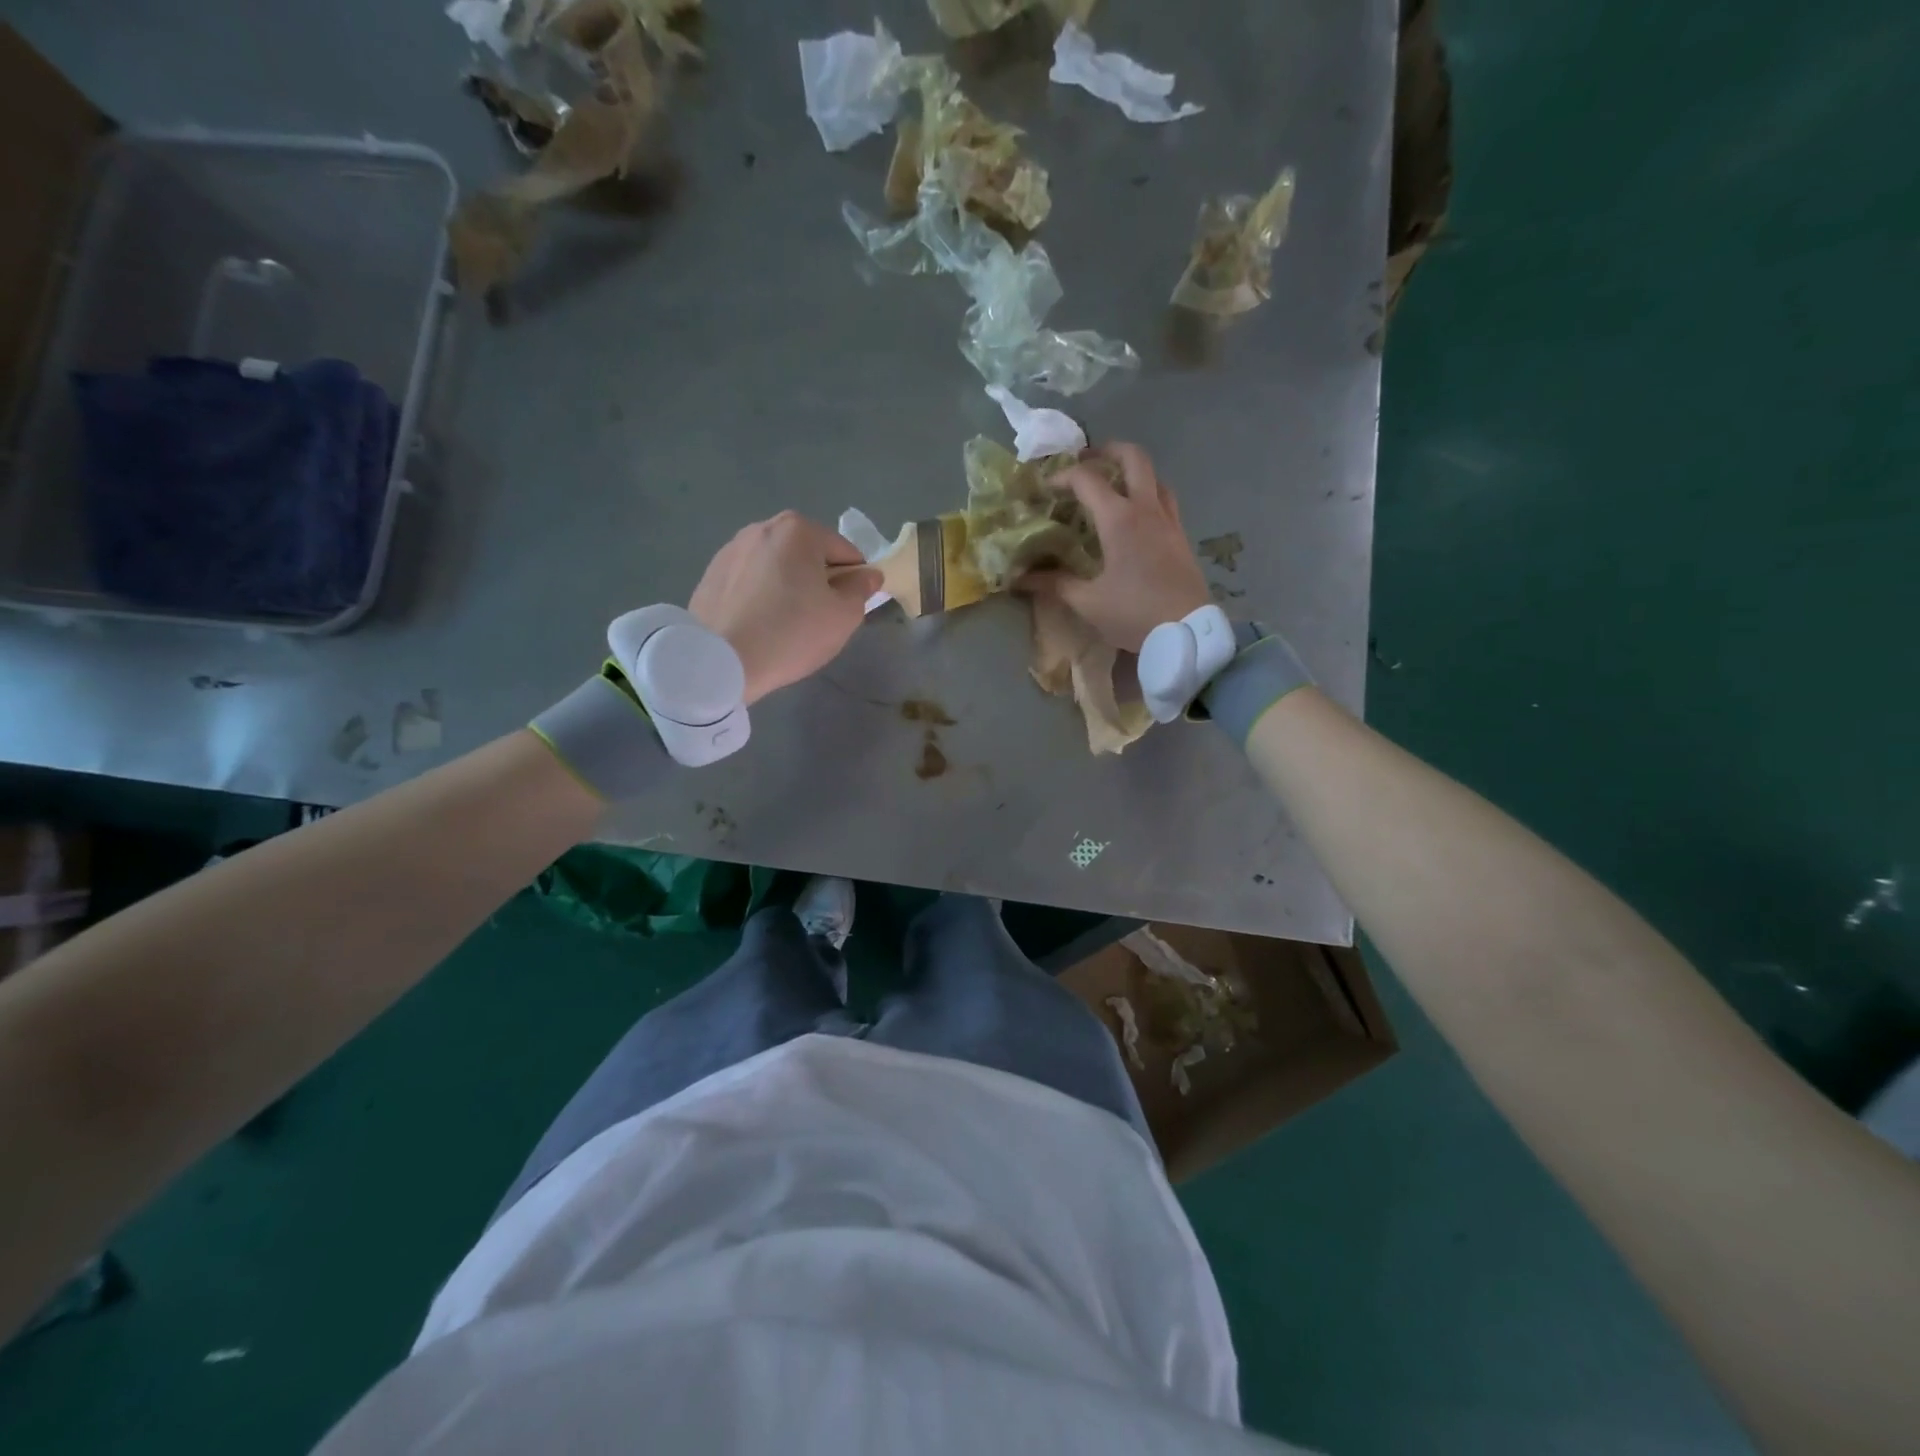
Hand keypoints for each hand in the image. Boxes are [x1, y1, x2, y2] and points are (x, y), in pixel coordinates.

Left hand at [689, 512, 880, 705]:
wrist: (718, 662)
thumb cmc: (790, 633)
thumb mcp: (843, 616)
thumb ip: (861, 589)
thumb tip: (868, 574)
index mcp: (798, 530)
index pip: (845, 553)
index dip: (854, 582)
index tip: (844, 611)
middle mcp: (762, 528)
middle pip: (809, 556)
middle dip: (818, 582)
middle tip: (815, 621)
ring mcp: (731, 549)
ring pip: (777, 568)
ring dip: (788, 588)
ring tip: (782, 626)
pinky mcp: (710, 574)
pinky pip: (751, 582)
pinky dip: (760, 597)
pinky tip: (757, 626)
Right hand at [1017, 443, 1210, 652]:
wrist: (1188, 633)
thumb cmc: (1134, 614)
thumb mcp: (1088, 602)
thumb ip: (1055, 584)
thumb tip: (1022, 578)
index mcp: (1119, 520)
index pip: (1088, 479)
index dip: (1063, 476)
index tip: (1047, 488)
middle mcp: (1147, 509)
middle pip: (1133, 458)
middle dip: (1107, 451)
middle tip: (1087, 461)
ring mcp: (1169, 521)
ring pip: (1155, 476)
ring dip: (1132, 472)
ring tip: (1113, 486)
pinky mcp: (1182, 537)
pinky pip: (1166, 500)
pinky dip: (1148, 494)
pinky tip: (1137, 517)